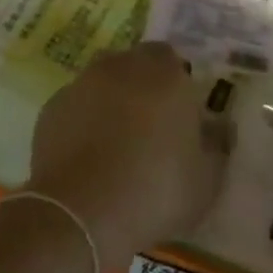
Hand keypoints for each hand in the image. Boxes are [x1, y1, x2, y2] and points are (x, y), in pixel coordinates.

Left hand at [25, 45, 226, 269]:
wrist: (81, 213)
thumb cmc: (155, 191)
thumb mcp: (206, 181)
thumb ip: (217, 146)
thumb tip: (220, 128)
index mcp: (165, 73)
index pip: (172, 59)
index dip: (176, 83)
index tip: (179, 114)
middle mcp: (122, 66)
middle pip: (136, 66)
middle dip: (143, 88)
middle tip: (151, 128)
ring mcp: (83, 83)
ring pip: (103, 83)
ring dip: (111, 103)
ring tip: (116, 145)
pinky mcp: (52, 107)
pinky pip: (77, 107)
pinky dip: (83, 122)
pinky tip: (87, 157)